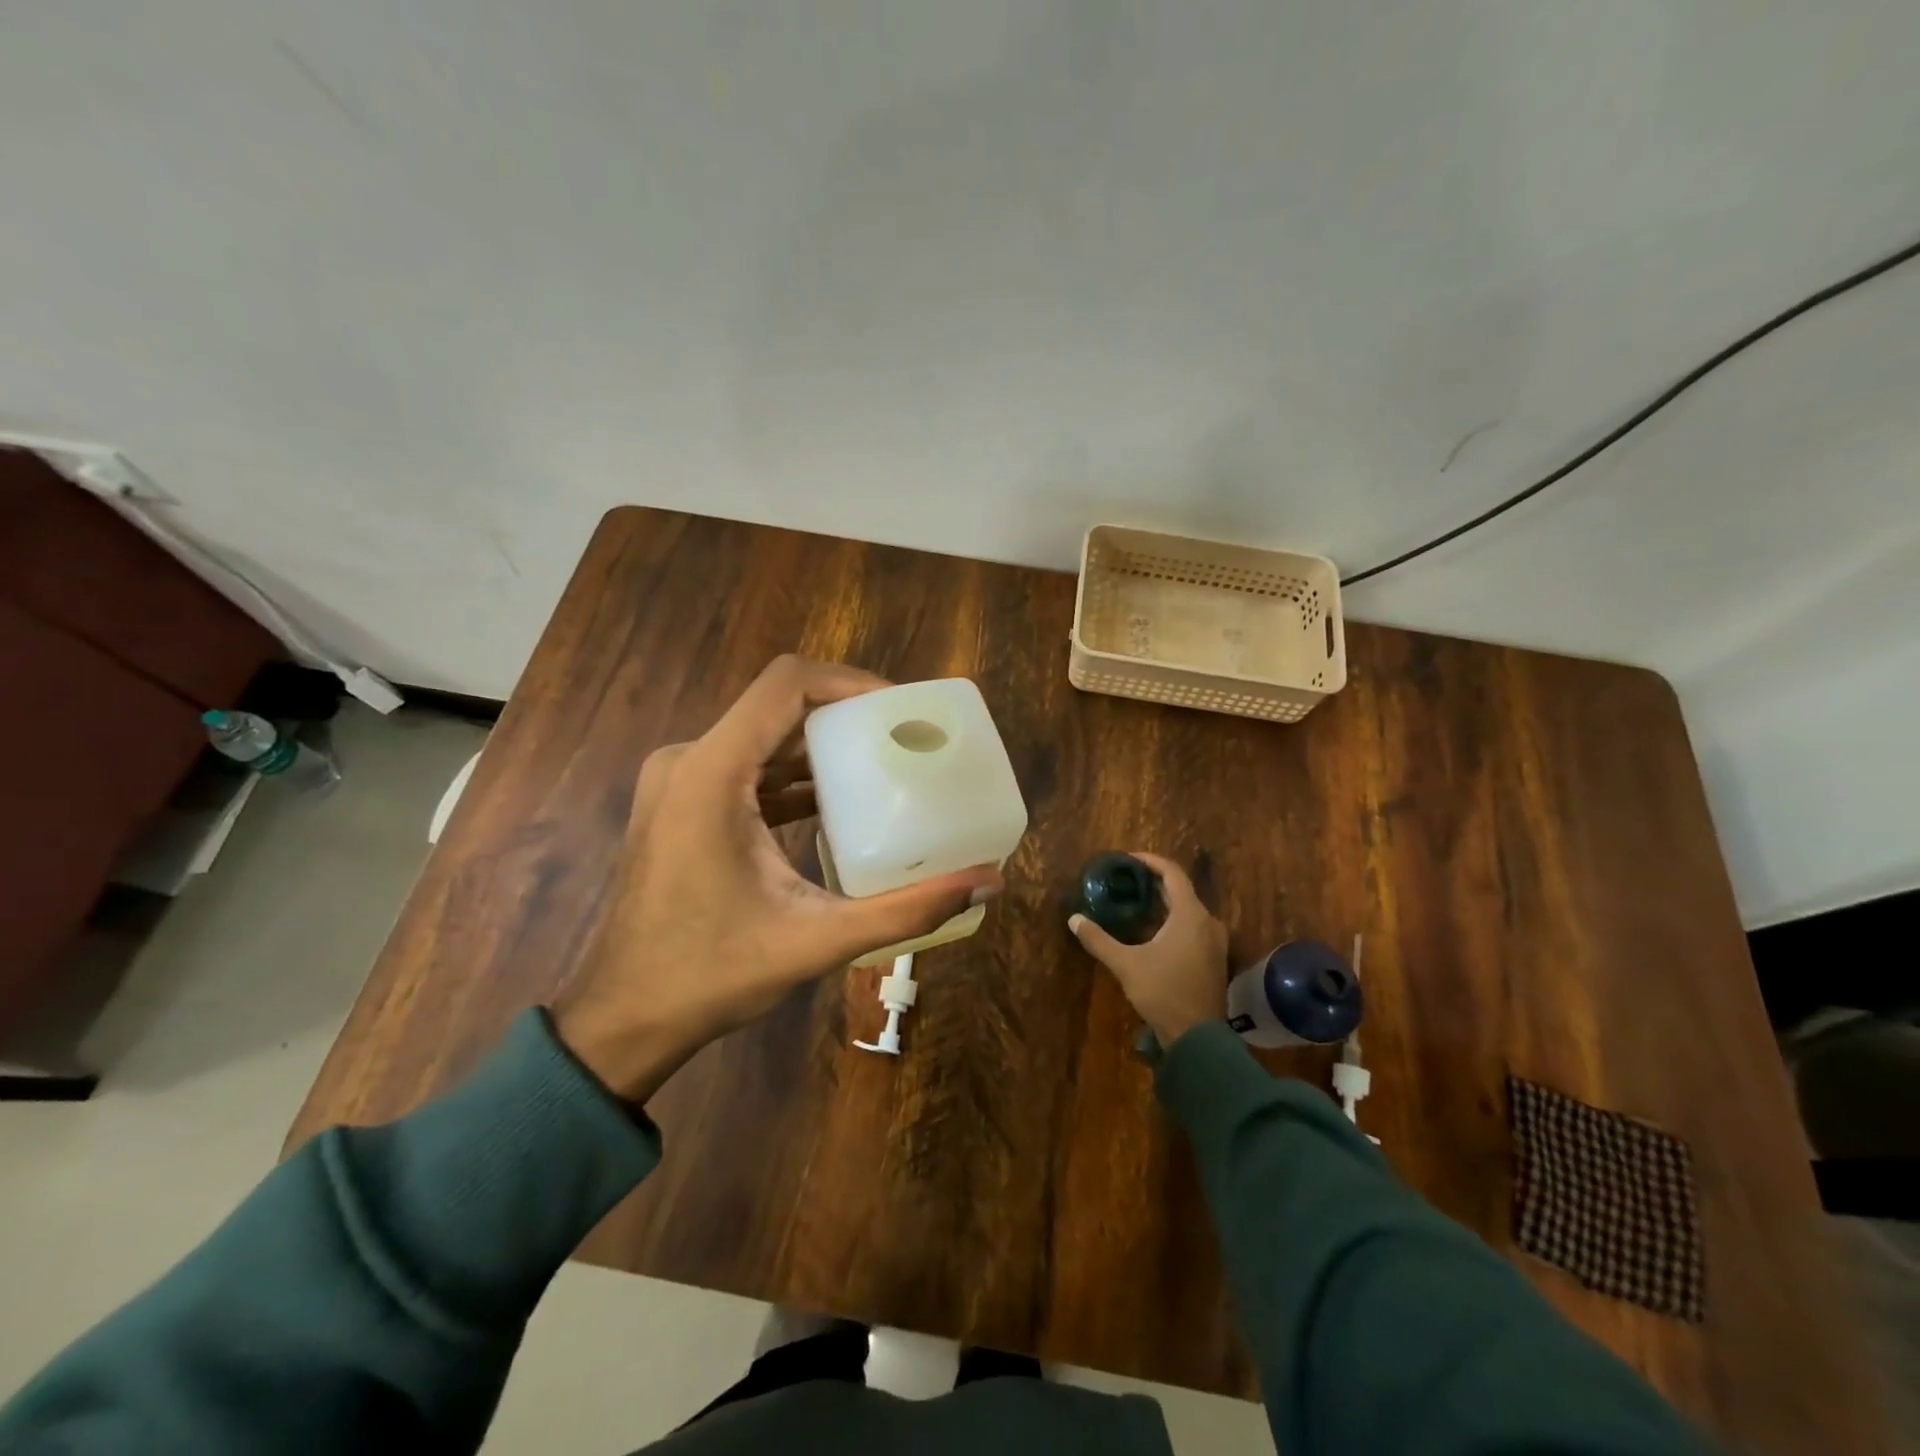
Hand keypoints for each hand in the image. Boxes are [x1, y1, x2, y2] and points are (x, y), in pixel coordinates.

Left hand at [552, 656, 1002, 1101]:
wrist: (624, 1018)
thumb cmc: (712, 975)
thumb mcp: (818, 940)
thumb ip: (907, 910)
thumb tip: (989, 883)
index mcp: (712, 773)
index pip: (786, 683)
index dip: (849, 681)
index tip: (899, 708)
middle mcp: (688, 760)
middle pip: (778, 705)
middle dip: (845, 715)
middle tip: (904, 738)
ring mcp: (679, 780)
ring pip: (762, 736)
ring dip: (820, 746)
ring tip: (882, 764)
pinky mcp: (681, 803)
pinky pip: (746, 766)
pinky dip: (792, 774)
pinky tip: (836, 802)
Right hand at [1069, 853, 1228, 1046]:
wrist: (1198, 1038)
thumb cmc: (1163, 992)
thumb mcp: (1126, 964)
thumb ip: (1099, 939)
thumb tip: (1074, 919)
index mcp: (1190, 915)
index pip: (1172, 874)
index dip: (1151, 861)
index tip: (1128, 859)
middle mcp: (1208, 922)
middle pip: (1181, 890)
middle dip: (1154, 882)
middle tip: (1127, 880)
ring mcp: (1215, 941)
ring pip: (1188, 910)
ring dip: (1164, 903)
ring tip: (1137, 903)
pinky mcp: (1214, 958)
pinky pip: (1193, 927)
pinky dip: (1174, 921)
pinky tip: (1153, 931)